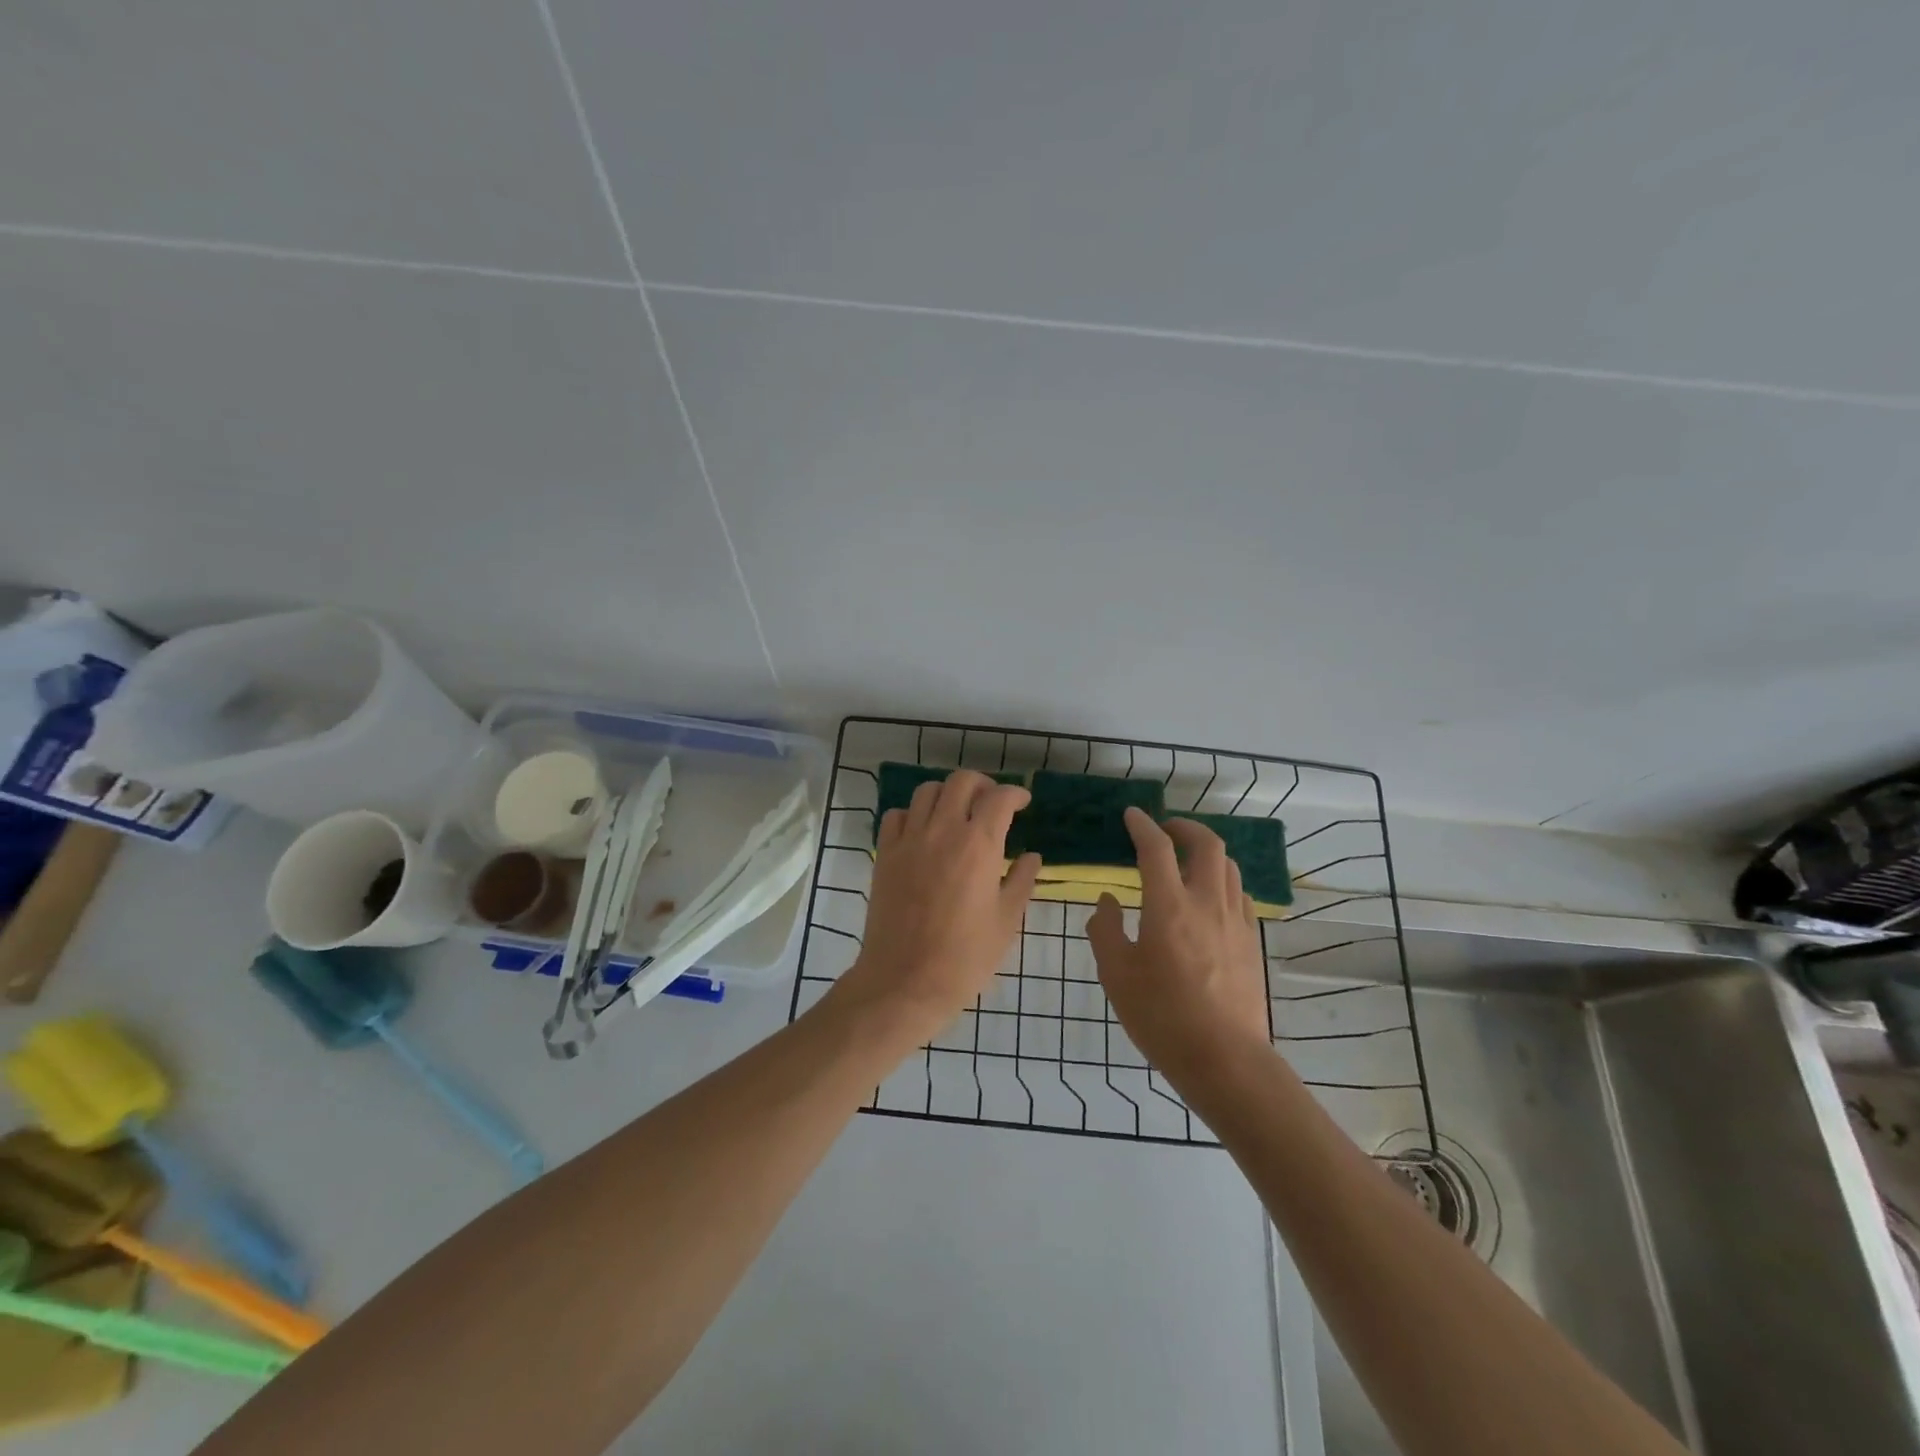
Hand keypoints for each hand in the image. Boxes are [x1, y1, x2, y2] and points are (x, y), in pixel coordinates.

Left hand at [832, 771, 1041, 1046]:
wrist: (905, 981)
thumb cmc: (965, 957)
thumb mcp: (1006, 921)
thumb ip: (1022, 881)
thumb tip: (1032, 857)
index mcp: (979, 845)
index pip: (1000, 798)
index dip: (1015, 794)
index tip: (1022, 803)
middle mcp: (943, 831)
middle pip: (962, 781)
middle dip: (982, 784)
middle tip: (992, 802)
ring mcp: (909, 840)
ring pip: (927, 791)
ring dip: (947, 794)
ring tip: (957, 813)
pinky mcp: (885, 855)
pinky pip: (896, 816)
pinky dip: (912, 814)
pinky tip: (923, 832)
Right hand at [1087, 809, 1271, 1085]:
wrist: (1226, 1060)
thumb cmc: (1162, 1017)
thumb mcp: (1116, 975)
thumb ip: (1106, 930)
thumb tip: (1107, 901)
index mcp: (1169, 907)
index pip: (1156, 848)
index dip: (1143, 826)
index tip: (1132, 815)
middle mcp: (1207, 903)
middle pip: (1207, 844)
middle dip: (1185, 827)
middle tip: (1165, 831)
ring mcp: (1235, 922)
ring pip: (1228, 867)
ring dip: (1206, 852)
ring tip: (1186, 860)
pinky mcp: (1251, 942)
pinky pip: (1239, 894)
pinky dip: (1221, 880)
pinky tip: (1208, 899)